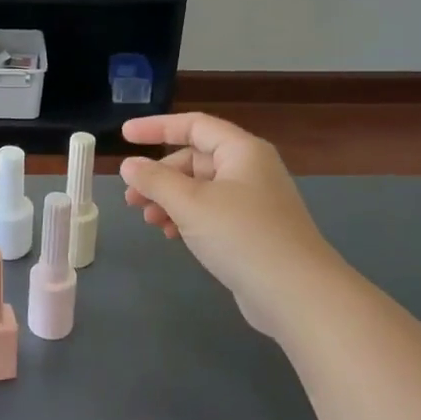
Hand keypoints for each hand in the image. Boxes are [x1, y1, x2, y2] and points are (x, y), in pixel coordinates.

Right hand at [118, 113, 335, 337]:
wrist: (296, 294)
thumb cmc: (241, 236)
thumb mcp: (190, 203)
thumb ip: (155, 180)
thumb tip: (129, 165)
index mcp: (241, 151)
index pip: (193, 125)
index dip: (156, 127)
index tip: (123, 136)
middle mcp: (249, 170)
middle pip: (194, 160)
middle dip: (159, 176)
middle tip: (131, 198)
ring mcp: (253, 202)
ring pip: (200, 189)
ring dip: (169, 200)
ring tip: (148, 220)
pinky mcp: (252, 231)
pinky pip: (210, 212)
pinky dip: (187, 218)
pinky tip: (172, 236)